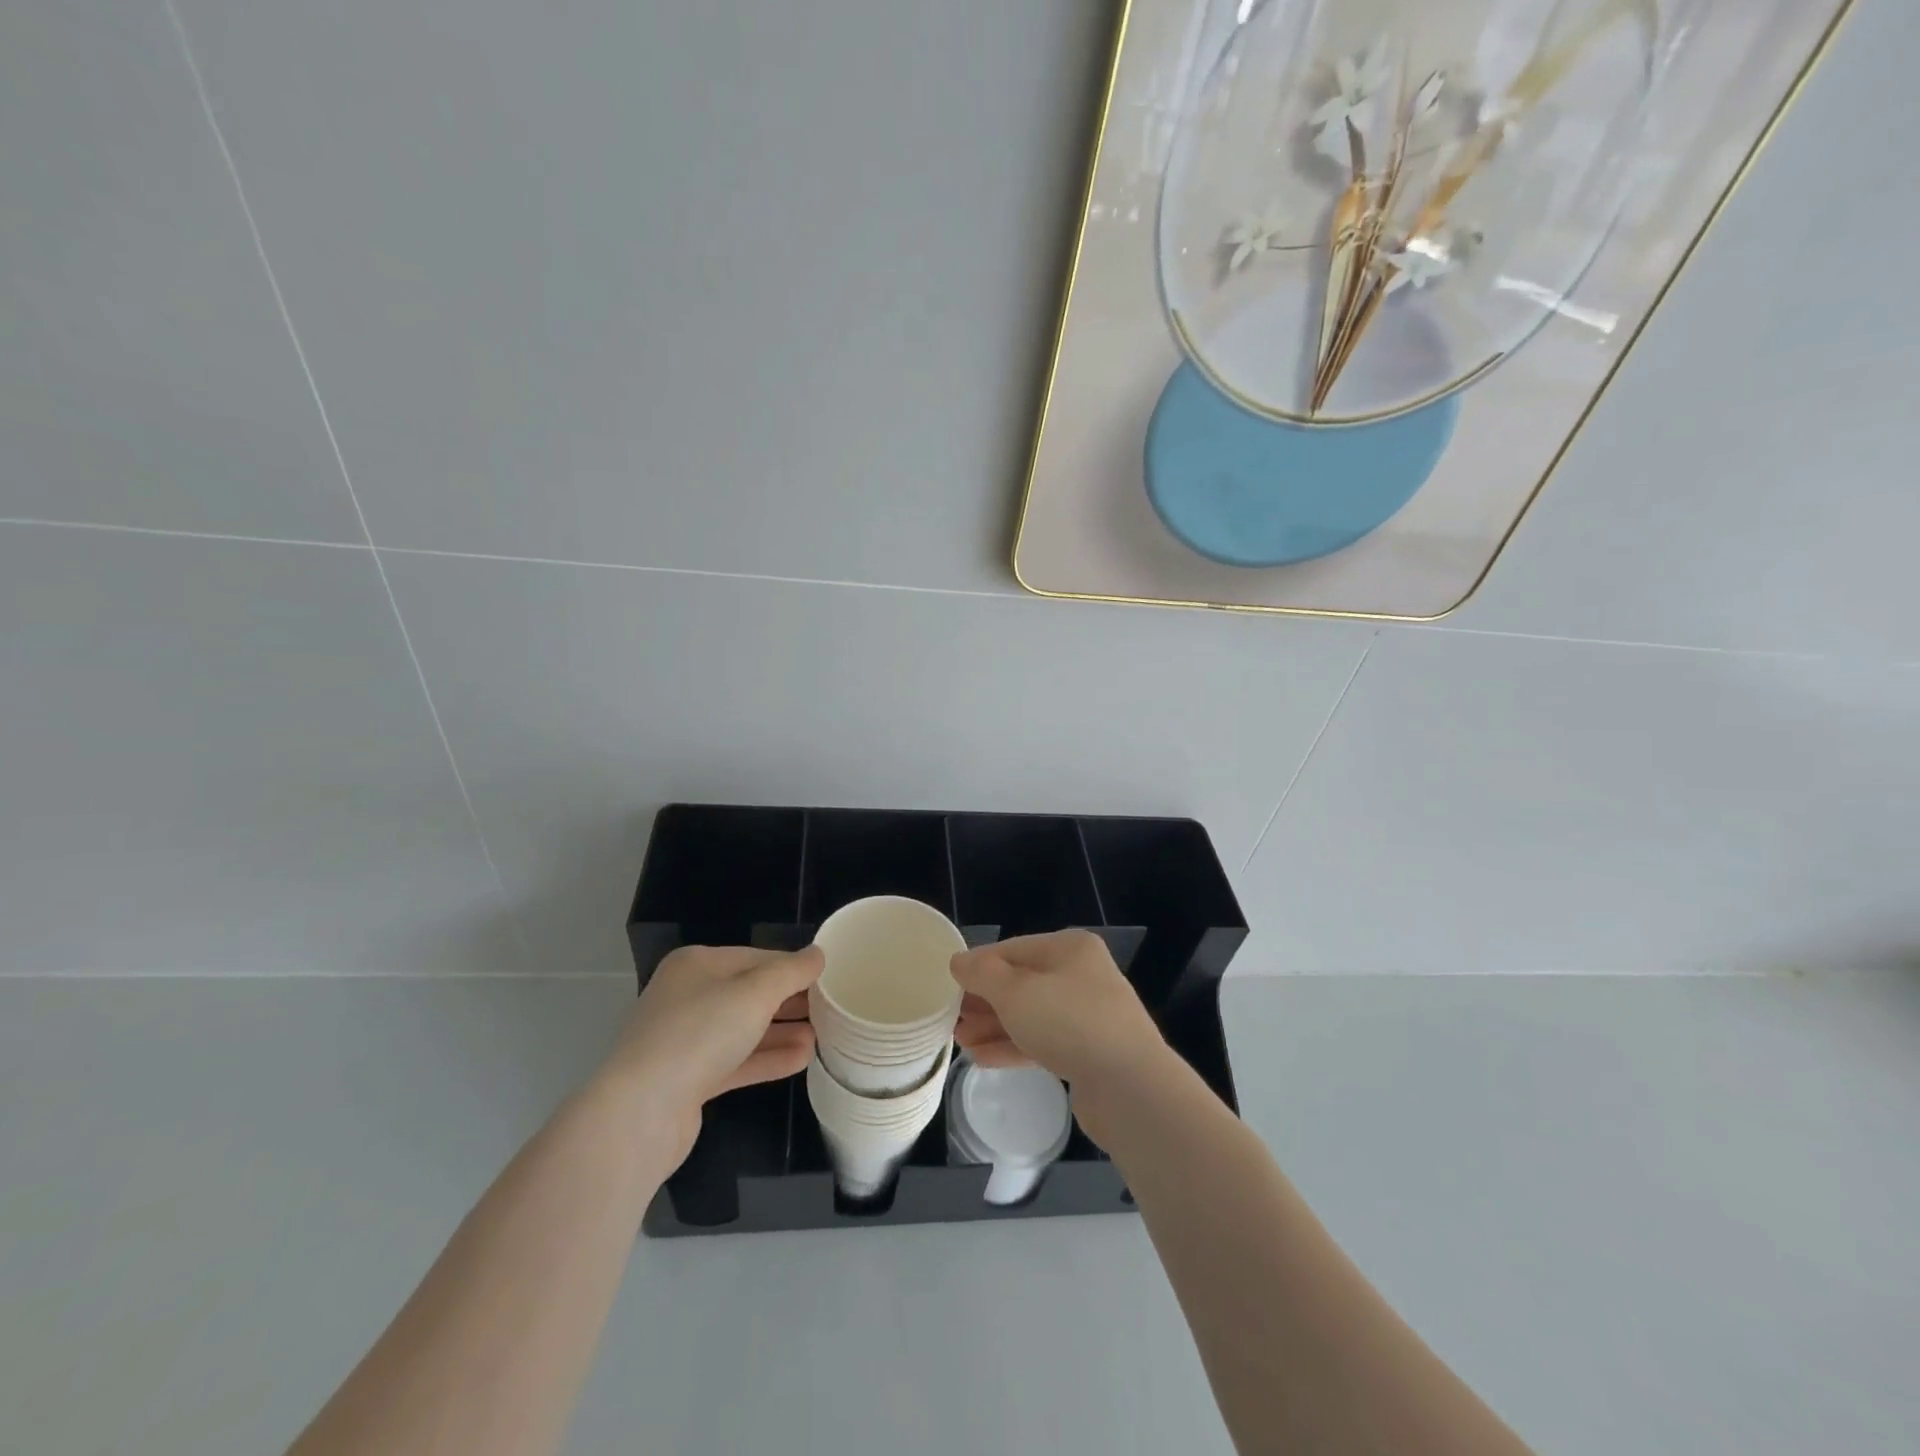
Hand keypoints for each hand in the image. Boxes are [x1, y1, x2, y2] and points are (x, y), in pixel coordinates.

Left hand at [598, 944, 821, 1169]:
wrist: (641, 1112)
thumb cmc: (699, 1034)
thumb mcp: (755, 993)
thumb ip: (791, 971)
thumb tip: (818, 954)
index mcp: (697, 965)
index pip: (757, 957)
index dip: (793, 967)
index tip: (829, 978)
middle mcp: (688, 997)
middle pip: (750, 993)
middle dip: (790, 1001)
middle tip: (831, 1008)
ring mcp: (686, 1040)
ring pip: (745, 1029)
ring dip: (783, 1031)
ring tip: (823, 1036)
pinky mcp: (689, 1079)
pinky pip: (737, 1061)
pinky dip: (767, 1058)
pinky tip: (802, 1059)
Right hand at [951, 930, 1166, 1092]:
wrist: (1131, 1088)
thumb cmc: (1069, 1023)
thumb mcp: (1015, 992)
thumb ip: (982, 974)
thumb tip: (958, 961)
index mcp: (1069, 949)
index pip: (1012, 949)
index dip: (977, 966)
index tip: (947, 985)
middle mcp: (1081, 975)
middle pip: (1021, 982)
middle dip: (984, 1001)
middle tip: (951, 1018)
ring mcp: (1088, 1015)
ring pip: (1031, 1015)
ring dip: (994, 1026)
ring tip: (959, 1042)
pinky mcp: (1088, 1052)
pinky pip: (1043, 1042)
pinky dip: (1013, 1047)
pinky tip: (982, 1058)